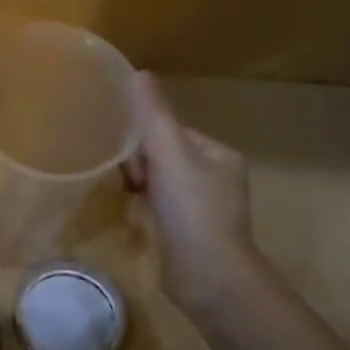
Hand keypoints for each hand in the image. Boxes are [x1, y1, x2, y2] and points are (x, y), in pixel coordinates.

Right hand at [124, 73, 261, 318]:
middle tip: (131, 181)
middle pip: (165, 156)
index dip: (146, 138)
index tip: (130, 156)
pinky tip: (135, 216)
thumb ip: (153, 115)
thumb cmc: (192, 210)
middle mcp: (217, 177)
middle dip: (142, 163)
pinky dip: (147, 208)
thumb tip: (138, 73)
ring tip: (129, 197)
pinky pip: (162, 208)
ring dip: (142, 185)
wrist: (209, 277)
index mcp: (219, 154)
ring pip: (162, 183)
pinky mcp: (191, 234)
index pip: (173, 131)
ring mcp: (205, 208)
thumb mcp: (170, 154)